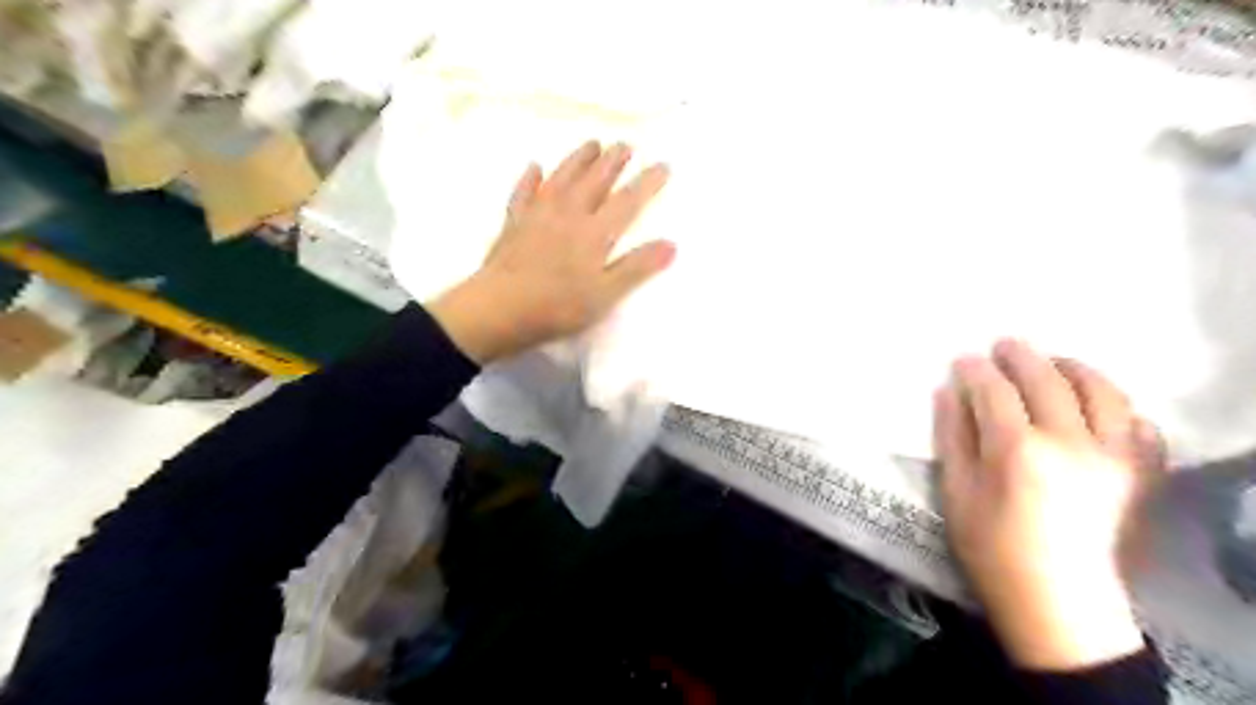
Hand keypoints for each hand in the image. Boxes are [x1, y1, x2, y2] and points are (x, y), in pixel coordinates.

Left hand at [428, 141, 677, 365]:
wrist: (499, 308)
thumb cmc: (558, 306)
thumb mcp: (605, 294)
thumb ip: (637, 268)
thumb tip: (671, 244)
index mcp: (594, 232)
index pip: (627, 201)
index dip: (647, 182)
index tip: (663, 165)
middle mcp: (568, 214)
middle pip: (594, 180)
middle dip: (613, 161)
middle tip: (626, 144)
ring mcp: (538, 215)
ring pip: (562, 178)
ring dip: (578, 159)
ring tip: (592, 144)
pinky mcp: (514, 223)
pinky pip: (523, 193)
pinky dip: (530, 178)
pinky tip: (534, 167)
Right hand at [932, 342, 1168, 672]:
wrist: (1060, 601)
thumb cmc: (992, 548)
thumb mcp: (956, 493)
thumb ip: (952, 436)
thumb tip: (948, 391)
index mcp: (1017, 449)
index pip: (994, 390)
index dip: (976, 370)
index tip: (964, 360)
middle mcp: (1071, 442)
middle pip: (1047, 379)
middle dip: (1021, 356)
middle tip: (1004, 345)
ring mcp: (1114, 456)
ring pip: (1102, 392)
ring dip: (1074, 368)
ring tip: (1054, 363)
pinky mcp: (1140, 474)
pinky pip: (1140, 425)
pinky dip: (1119, 406)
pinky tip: (1099, 407)